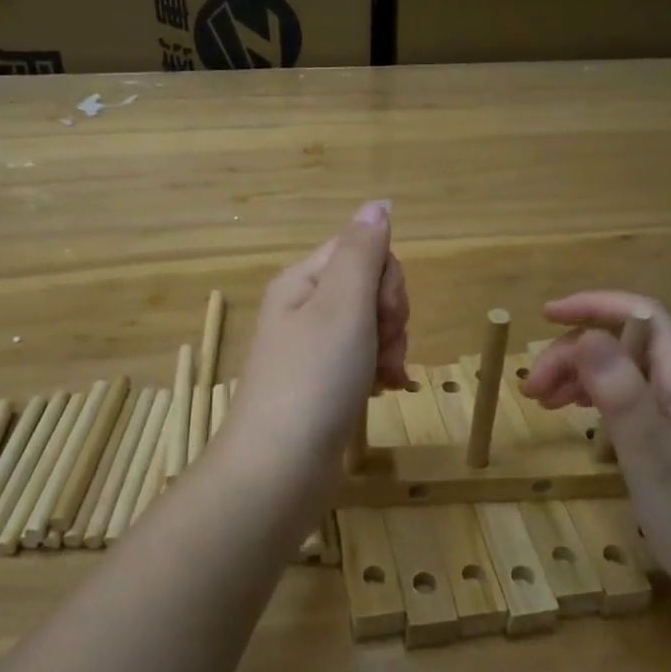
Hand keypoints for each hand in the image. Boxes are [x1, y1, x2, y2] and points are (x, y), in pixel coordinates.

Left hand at [213, 202, 409, 497]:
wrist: (279, 469)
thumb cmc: (314, 379)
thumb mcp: (343, 305)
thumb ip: (362, 250)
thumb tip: (378, 203)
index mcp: (303, 280)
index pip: (363, 250)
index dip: (387, 281)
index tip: (384, 315)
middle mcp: (303, 307)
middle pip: (370, 288)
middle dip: (390, 318)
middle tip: (380, 351)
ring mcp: (311, 347)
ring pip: (371, 326)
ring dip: (389, 348)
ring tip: (382, 379)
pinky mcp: (321, 382)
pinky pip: (361, 358)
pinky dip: (378, 371)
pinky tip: (383, 392)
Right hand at [522, 290, 670, 593]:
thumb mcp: (652, 456)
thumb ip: (621, 394)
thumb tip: (586, 337)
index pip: (643, 315)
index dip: (594, 305)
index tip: (546, 315)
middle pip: (625, 343)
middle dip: (573, 352)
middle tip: (531, 388)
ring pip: (621, 371)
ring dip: (578, 375)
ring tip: (540, 401)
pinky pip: (626, 399)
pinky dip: (592, 398)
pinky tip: (572, 413)